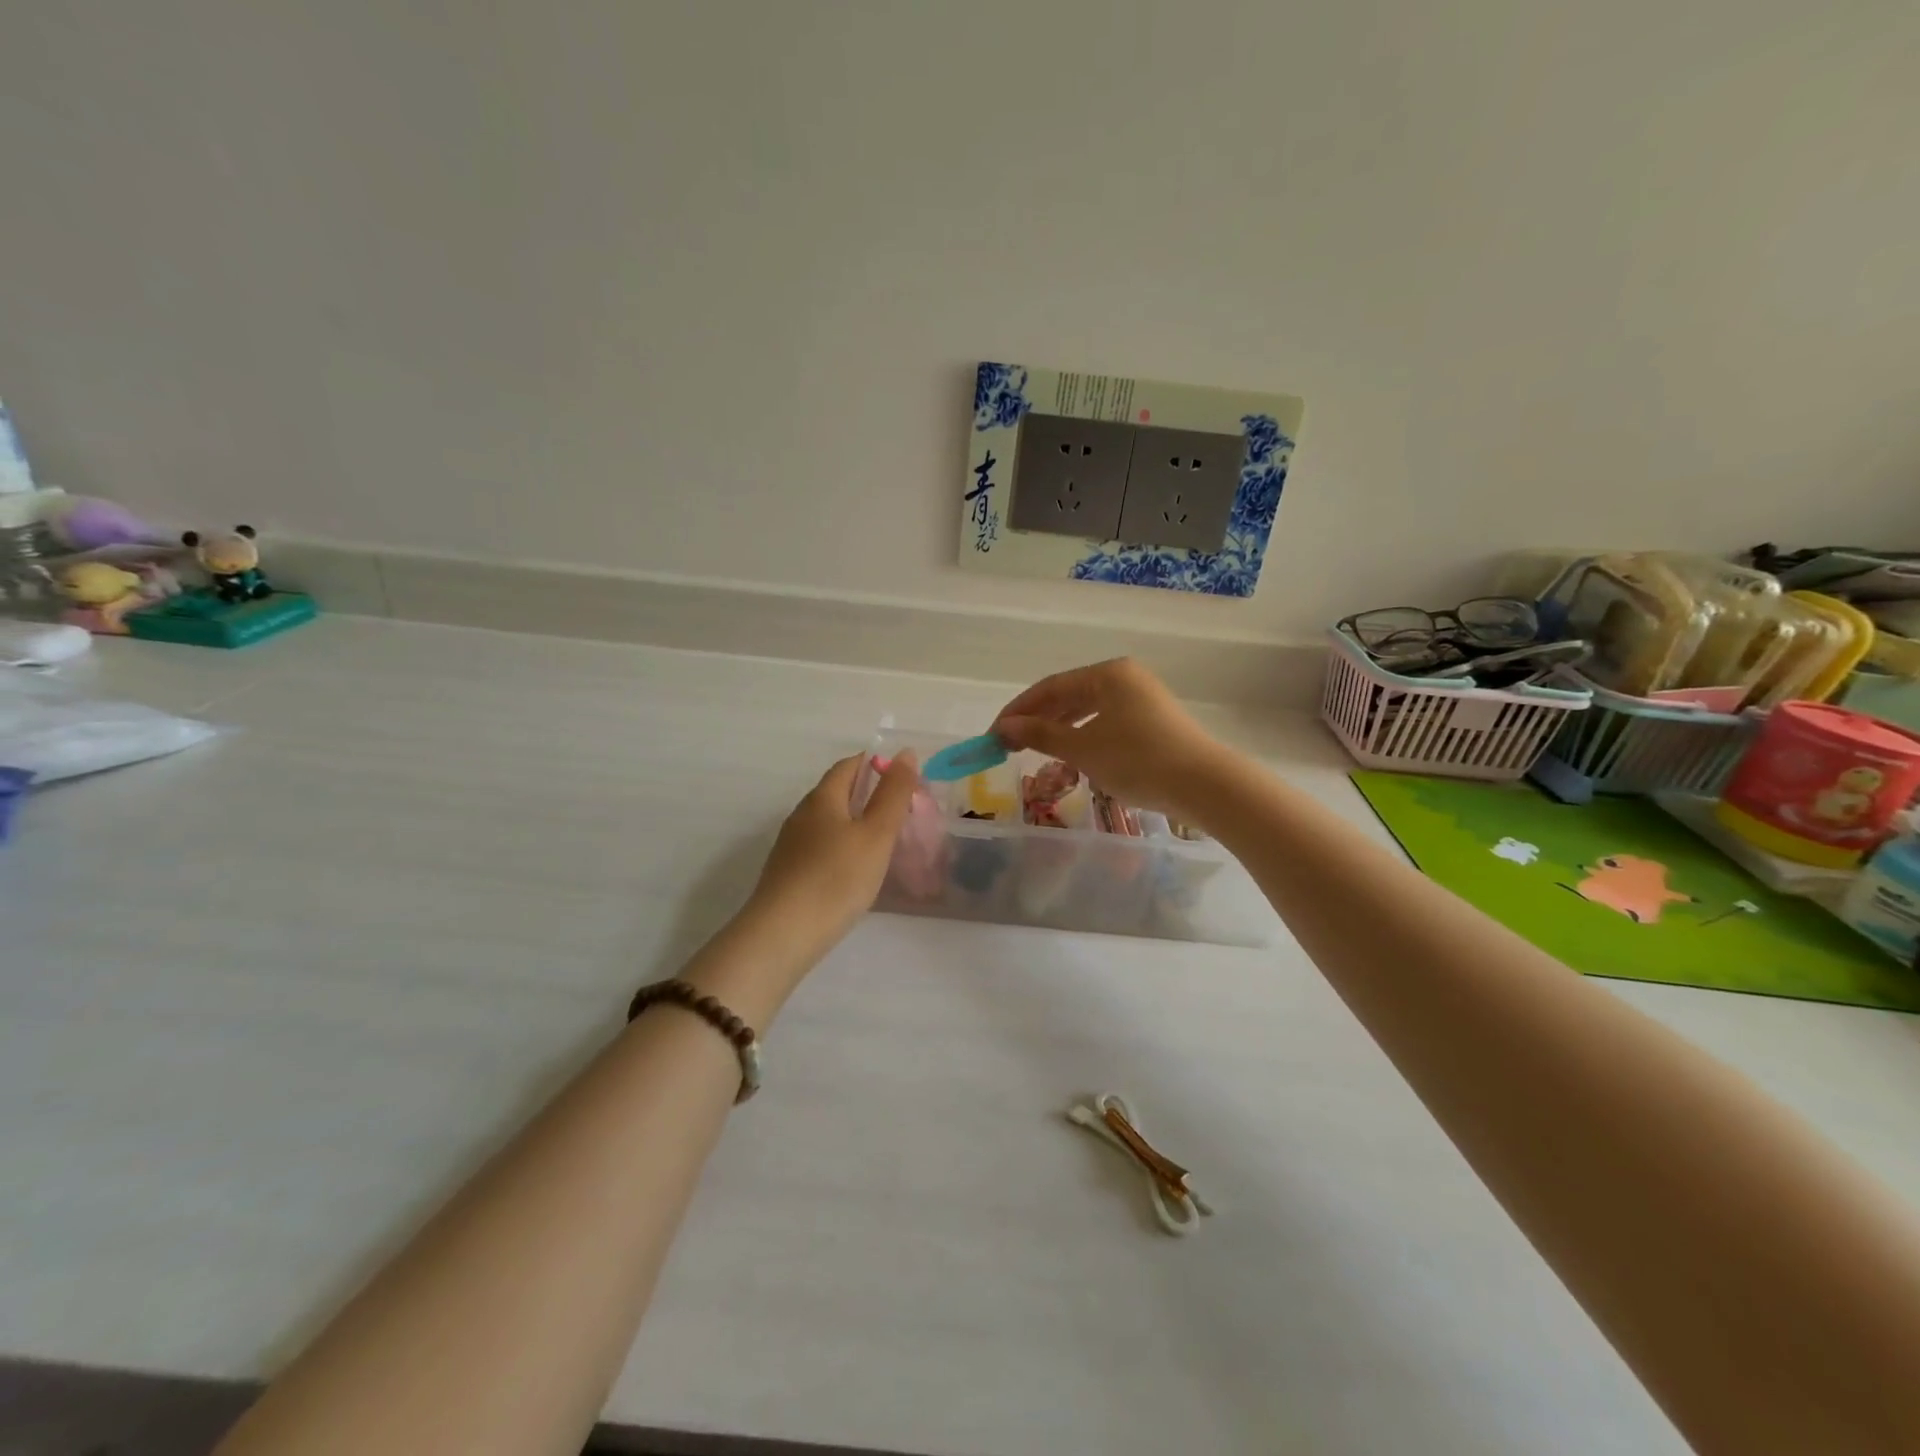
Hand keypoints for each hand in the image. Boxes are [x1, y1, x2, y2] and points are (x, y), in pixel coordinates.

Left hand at [744, 751, 918, 958]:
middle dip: (867, 794)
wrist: (782, 935)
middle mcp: (802, 815)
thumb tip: (905, 753)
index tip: (903, 779)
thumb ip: (893, 793)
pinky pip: (821, 848)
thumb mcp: (876, 834)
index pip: (849, 766)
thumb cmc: (836, 878)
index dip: (876, 764)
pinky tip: (856, 870)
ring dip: (855, 823)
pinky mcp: (788, 873)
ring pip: (828, 822)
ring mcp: (791, 846)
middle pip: (836, 792)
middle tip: (901, 810)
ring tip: (884, 841)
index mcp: (822, 798)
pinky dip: (843, 848)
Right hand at [990, 658, 1236, 820]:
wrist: (1204, 786)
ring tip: (1036, 752)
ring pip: (1089, 711)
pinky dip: (1084, 738)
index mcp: (1108, 673)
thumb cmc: (1138, 760)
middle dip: (1038, 720)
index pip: (1051, 687)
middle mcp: (1125, 678)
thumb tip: (1003, 728)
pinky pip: (1107, 723)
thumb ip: (1039, 735)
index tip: (994, 734)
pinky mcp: (1154, 722)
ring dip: (1060, 731)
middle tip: (1010, 745)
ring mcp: (1143, 699)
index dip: (1018, 710)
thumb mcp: (1082, 749)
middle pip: (1070, 696)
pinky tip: (1074, 757)